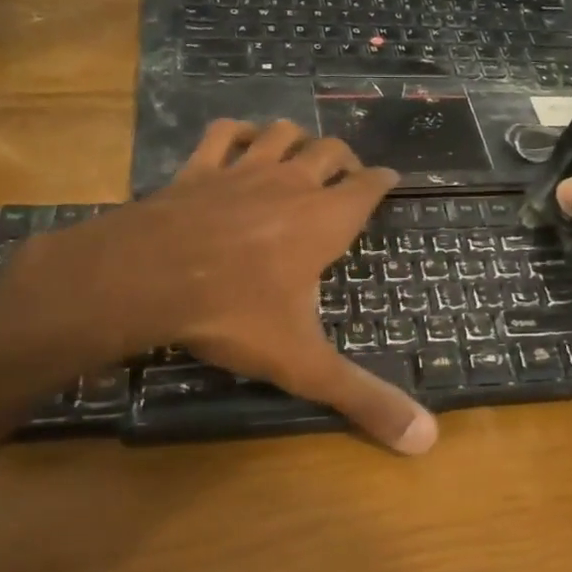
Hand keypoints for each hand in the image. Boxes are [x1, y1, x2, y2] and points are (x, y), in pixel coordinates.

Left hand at [0, 120, 437, 453]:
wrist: (146, 279)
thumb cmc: (235, 314)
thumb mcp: (304, 363)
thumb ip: (363, 399)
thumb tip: (425, 439)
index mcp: (325, 221)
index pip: (368, 187)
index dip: (383, 181)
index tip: (391, 180)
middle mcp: (290, 185)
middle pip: (329, 151)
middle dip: (344, 159)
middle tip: (347, 175)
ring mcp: (242, 171)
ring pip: (281, 133)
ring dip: (296, 138)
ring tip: (301, 153)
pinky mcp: (197, 170)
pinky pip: (223, 134)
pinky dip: (237, 132)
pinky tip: (239, 141)